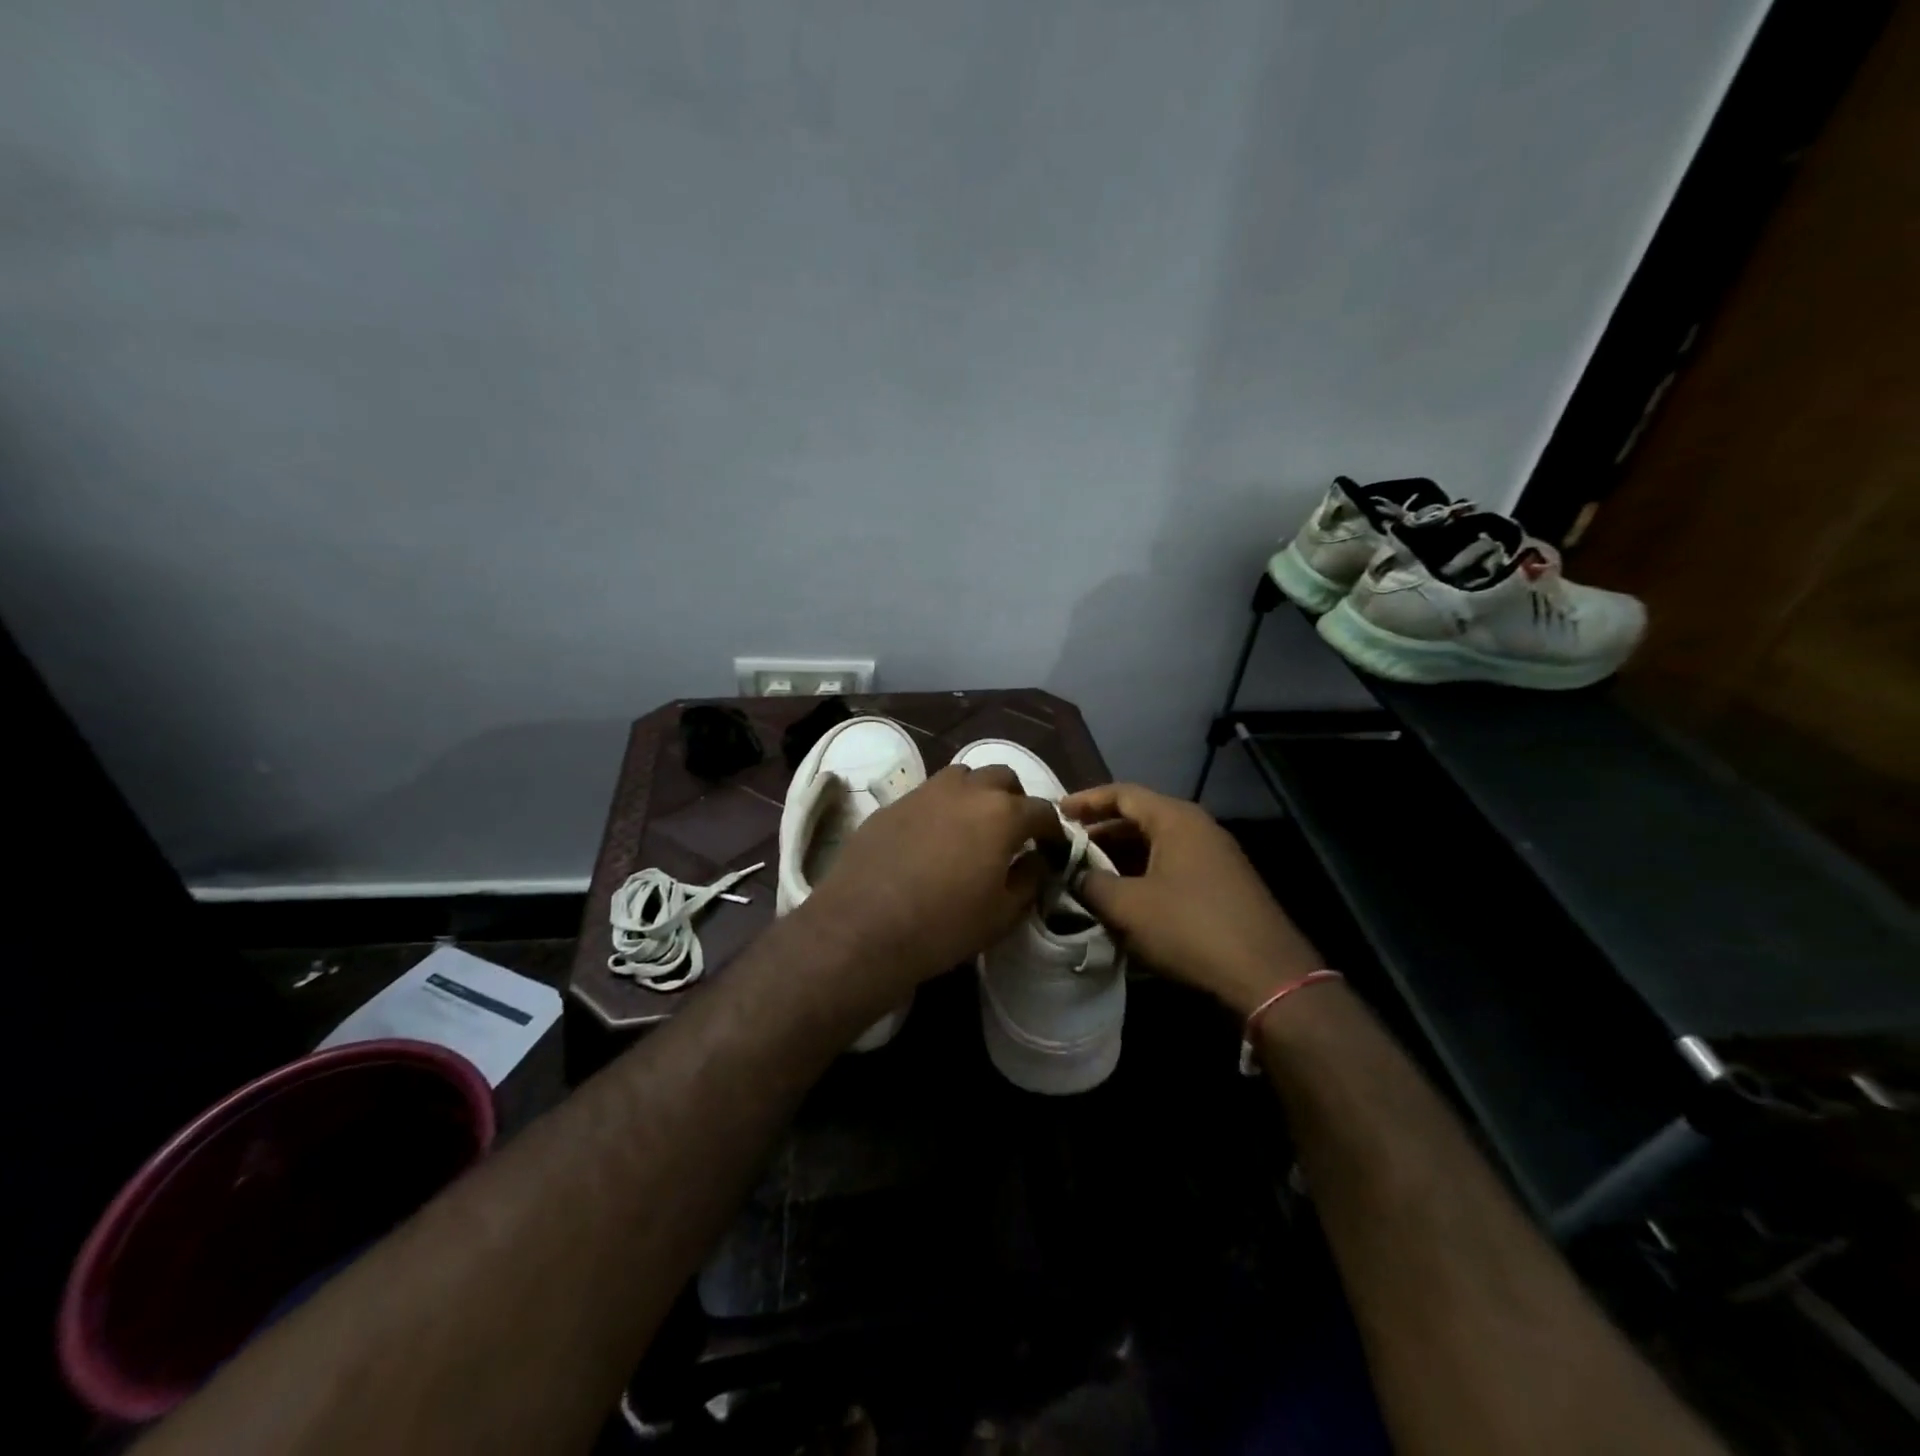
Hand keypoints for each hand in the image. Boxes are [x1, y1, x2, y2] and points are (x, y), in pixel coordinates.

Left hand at [799, 764, 1062, 993]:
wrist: (863, 927)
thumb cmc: (944, 925)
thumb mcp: (1002, 914)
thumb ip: (1029, 880)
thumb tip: (1036, 860)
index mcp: (1002, 814)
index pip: (1042, 810)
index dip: (1052, 831)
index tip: (1052, 849)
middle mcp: (966, 790)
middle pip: (1002, 778)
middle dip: (1015, 800)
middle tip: (1012, 832)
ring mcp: (925, 792)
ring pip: (963, 776)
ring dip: (976, 794)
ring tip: (972, 826)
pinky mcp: (892, 804)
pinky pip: (927, 795)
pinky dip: (941, 808)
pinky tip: (931, 839)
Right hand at [1060, 783, 1322, 1015]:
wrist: (1266, 975)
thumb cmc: (1190, 928)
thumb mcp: (1127, 906)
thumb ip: (1091, 883)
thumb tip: (1075, 876)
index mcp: (1175, 819)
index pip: (1122, 794)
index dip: (1086, 800)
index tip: (1056, 813)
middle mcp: (1198, 828)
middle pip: (1139, 817)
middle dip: (1101, 832)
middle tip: (1067, 848)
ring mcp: (1214, 857)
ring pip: (1156, 845)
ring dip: (1120, 857)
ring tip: (1088, 875)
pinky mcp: (1222, 885)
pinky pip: (1172, 867)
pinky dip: (1143, 874)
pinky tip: (1125, 899)